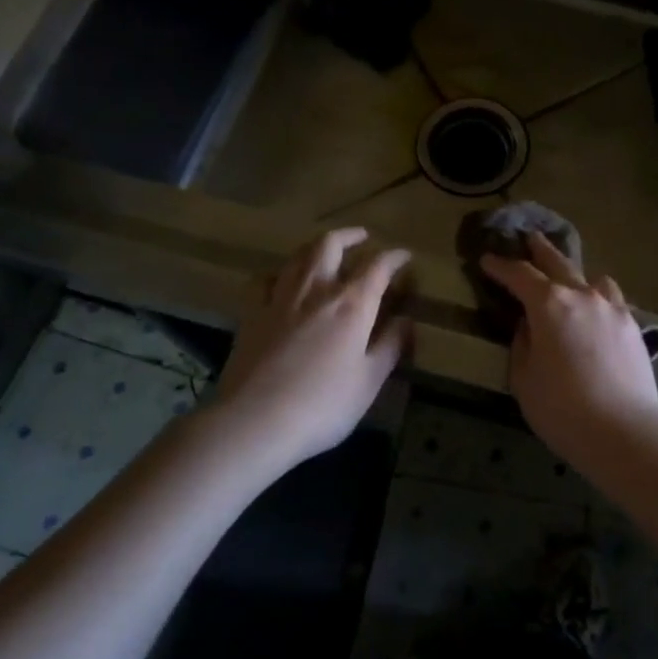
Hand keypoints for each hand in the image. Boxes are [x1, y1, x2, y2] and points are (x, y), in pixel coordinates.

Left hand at [215, 228, 410, 465]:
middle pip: (330, 245)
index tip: (404, 256)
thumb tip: (406, 320)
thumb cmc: (323, 406)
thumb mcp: (369, 381)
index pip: (378, 266)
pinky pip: (264, 280)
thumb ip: (389, 346)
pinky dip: (279, 273)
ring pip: (297, 256)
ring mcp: (279, 299)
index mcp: (352, 304)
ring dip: (316, 247)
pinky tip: (282, 282)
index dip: (394, 257)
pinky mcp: (251, 315)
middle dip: (350, 236)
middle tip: (362, 237)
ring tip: (326, 251)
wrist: (255, 422)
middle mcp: (316, 290)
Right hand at [480, 233, 657, 475]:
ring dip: (576, 275)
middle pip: (558, 263)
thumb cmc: (562, 409)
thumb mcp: (524, 378)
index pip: (519, 275)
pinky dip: (599, 297)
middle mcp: (582, 296)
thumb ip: (523, 343)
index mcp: (549, 305)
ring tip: (570, 279)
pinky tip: (598, 310)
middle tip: (530, 237)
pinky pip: (612, 300)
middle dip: (540, 251)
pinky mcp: (633, 327)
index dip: (500, 266)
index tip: (487, 260)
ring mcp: (613, 309)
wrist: (624, 431)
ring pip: (592, 279)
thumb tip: (529, 325)